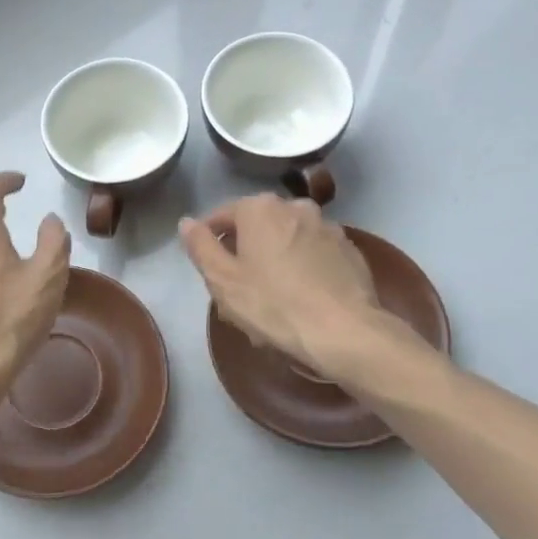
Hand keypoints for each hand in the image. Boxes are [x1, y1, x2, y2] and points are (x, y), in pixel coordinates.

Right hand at [179, 195, 382, 373]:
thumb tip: (187, 223)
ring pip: (287, 241)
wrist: (344, 332)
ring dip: (274, 262)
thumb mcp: (223, 280)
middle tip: (237, 292)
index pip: (221, 216)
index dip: (209, 242)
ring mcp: (328, 227)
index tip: (208, 270)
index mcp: (260, 208)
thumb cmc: (273, 304)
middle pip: (257, 228)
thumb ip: (200, 246)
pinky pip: (314, 256)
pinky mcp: (350, 251)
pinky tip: (301, 301)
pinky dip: (303, 270)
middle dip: (244, 254)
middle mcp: (295, 207)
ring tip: (270, 301)